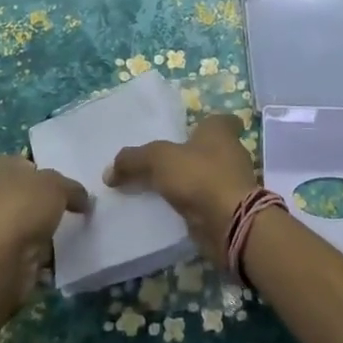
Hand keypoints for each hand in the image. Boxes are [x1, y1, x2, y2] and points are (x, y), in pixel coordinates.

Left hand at [0, 155, 89, 312]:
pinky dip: (39, 252)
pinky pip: (24, 248)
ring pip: (26, 222)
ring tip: (69, 233)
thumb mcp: (58, 186)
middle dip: (47, 202)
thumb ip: (73, 188)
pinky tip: (57, 255)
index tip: (67, 186)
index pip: (27, 163)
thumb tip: (82, 199)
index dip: (48, 173)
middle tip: (72, 208)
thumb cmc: (23, 210)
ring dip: (44, 229)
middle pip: (27, 194)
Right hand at [104, 113, 259, 262]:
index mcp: (220, 130)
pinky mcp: (230, 209)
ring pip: (209, 176)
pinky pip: (208, 202)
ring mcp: (234, 182)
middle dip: (193, 154)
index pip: (221, 119)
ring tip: (162, 188)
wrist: (231, 223)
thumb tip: (109, 171)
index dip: (207, 124)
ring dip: (192, 182)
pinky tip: (172, 211)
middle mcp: (232, 151)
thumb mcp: (159, 160)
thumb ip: (133, 160)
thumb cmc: (200, 176)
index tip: (189, 131)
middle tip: (164, 161)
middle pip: (212, 148)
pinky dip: (194, 206)